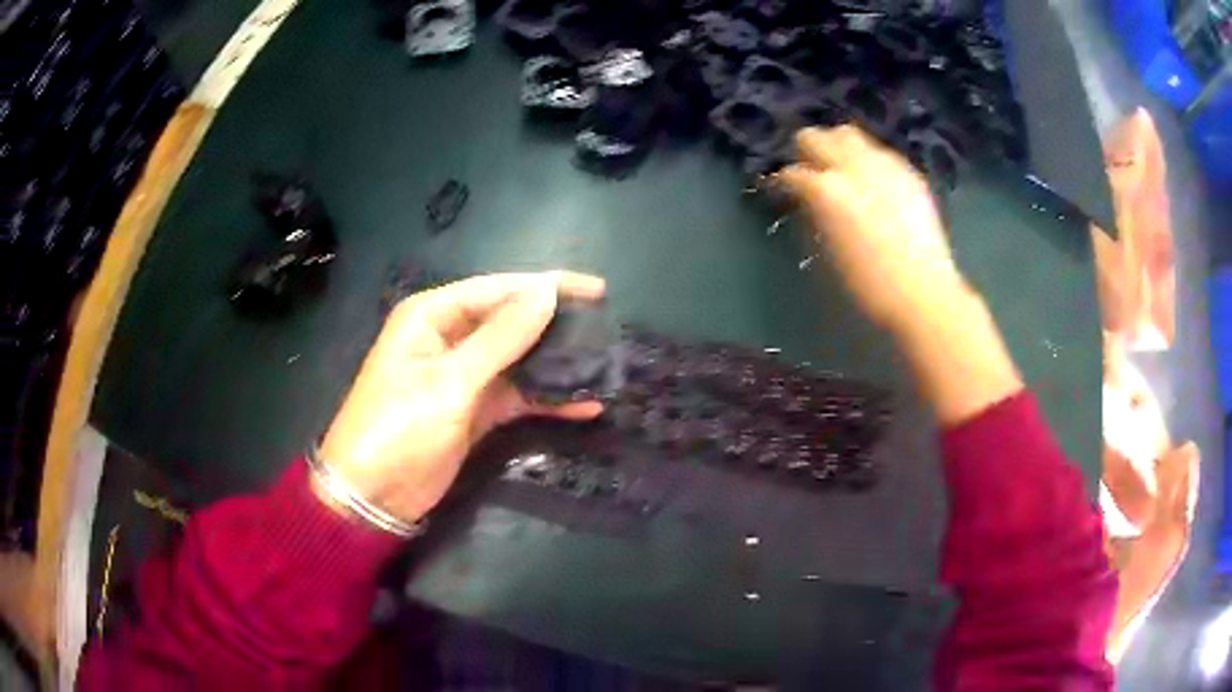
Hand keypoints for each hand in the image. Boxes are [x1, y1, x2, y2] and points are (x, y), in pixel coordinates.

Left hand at [317, 271, 605, 524]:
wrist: (374, 497)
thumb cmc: (399, 428)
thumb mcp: (449, 383)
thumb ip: (500, 338)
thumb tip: (547, 293)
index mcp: (431, 316)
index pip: (497, 289)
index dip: (546, 286)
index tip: (596, 291)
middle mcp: (448, 338)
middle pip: (511, 320)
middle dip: (556, 324)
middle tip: (606, 326)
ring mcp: (463, 376)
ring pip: (518, 358)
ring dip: (556, 363)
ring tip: (603, 363)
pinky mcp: (474, 410)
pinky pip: (517, 395)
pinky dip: (547, 399)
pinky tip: (584, 403)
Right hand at [782, 125, 1020, 423]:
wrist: (924, 293)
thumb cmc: (869, 285)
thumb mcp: (828, 252)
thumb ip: (814, 216)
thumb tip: (807, 201)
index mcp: (826, 189)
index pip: (791, 173)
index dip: (783, 183)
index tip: (782, 191)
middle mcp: (852, 166)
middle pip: (816, 136)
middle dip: (806, 151)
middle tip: (808, 173)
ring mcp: (884, 164)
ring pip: (848, 134)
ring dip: (837, 148)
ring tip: (841, 171)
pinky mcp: (908, 173)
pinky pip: (879, 153)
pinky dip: (868, 160)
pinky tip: (872, 183)